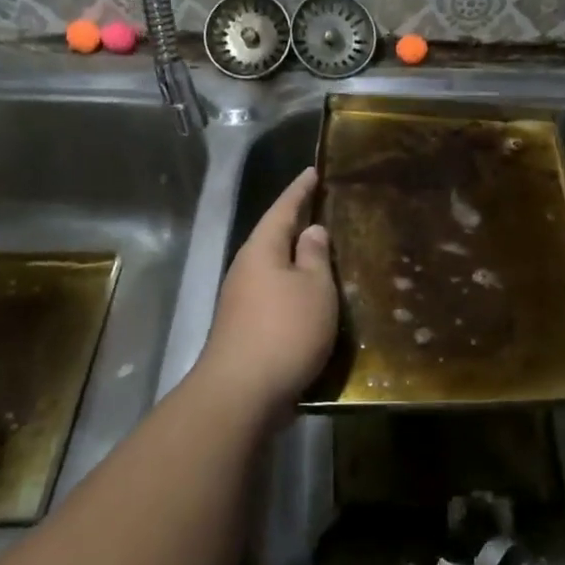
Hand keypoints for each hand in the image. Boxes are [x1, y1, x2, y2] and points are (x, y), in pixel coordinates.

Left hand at [197, 167, 336, 418]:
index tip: (313, 171)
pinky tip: (310, 297)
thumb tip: (310, 231)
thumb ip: (314, 256)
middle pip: (273, 237)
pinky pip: (274, 293)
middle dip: (295, 223)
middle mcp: (246, 270)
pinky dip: (293, 287)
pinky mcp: (245, 328)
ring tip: (322, 252)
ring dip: (295, 259)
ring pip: (273, 267)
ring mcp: (241, 301)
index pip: (282, 209)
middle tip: (322, 208)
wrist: (242, 393)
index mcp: (261, 250)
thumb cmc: (285, 330)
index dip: (299, 190)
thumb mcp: (314, 288)